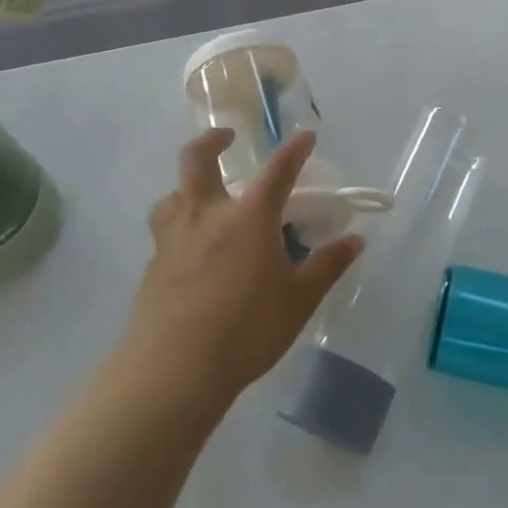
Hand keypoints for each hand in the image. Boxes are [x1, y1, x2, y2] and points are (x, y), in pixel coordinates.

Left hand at [124, 129, 363, 409]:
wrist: (174, 371)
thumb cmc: (247, 329)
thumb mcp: (299, 299)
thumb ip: (328, 265)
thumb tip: (355, 239)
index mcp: (248, 217)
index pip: (277, 170)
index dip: (294, 150)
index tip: (306, 136)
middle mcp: (206, 216)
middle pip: (198, 161)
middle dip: (212, 141)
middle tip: (226, 139)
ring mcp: (173, 240)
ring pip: (171, 196)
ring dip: (186, 188)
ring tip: (200, 200)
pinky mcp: (152, 268)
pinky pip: (164, 234)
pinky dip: (178, 229)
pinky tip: (190, 254)